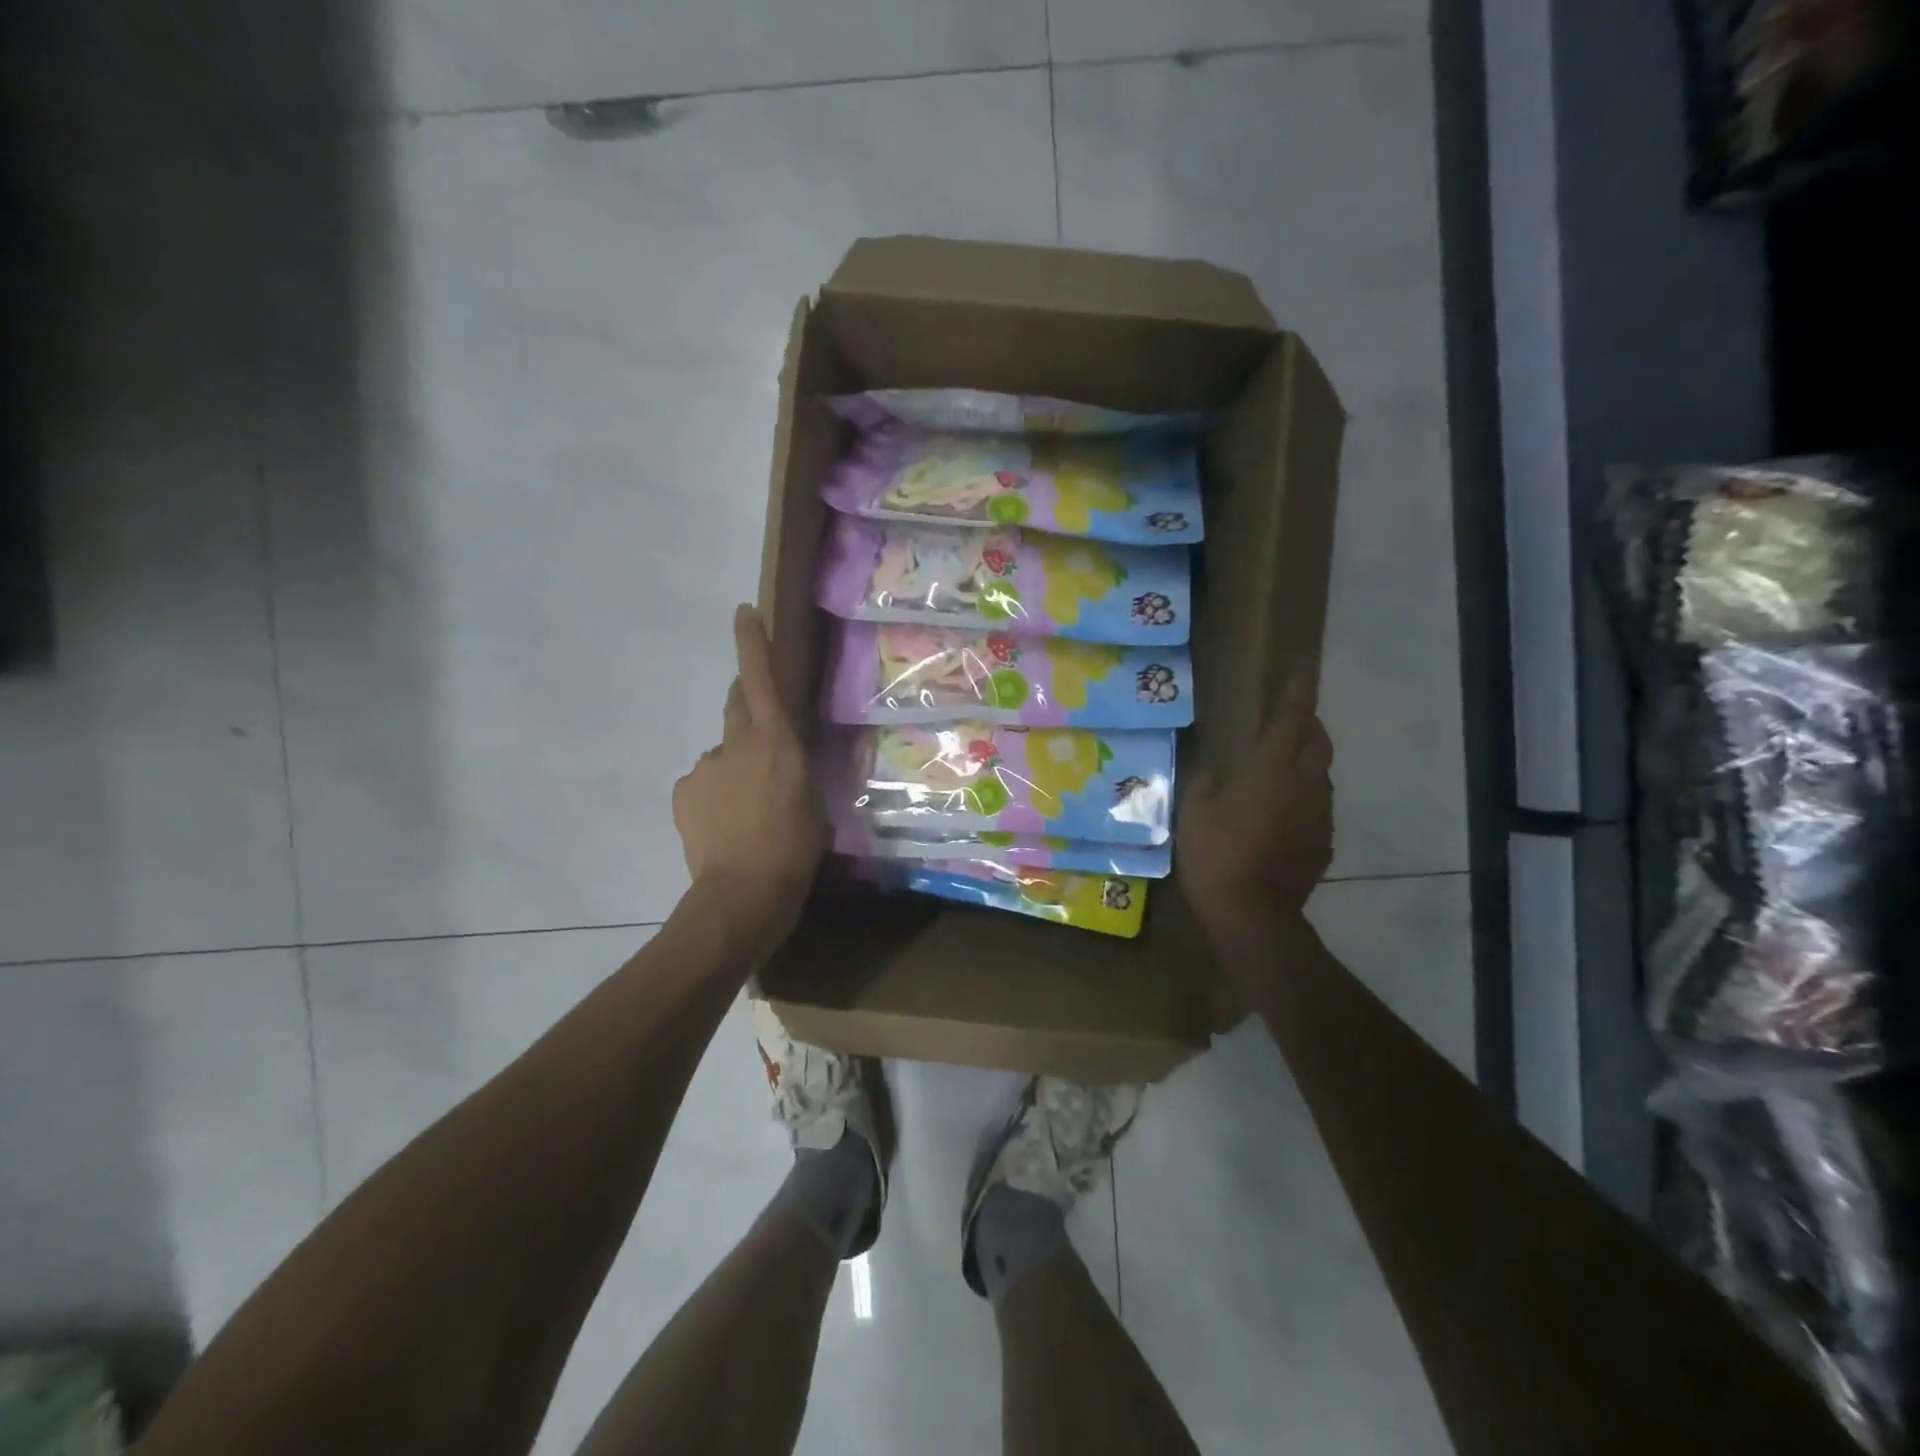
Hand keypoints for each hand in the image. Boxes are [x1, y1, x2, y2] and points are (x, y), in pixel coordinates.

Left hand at [673, 606, 826, 932]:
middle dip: (749, 709)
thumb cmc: (795, 848)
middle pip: (737, 707)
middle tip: (764, 741)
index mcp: (776, 741)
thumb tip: (800, 759)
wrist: (743, 894)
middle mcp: (735, 744)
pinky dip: (714, 794)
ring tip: (747, 810)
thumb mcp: (818, 806)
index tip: (742, 612)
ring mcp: (705, 767)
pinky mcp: (684, 792)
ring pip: (723, 755)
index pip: (761, 679)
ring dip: (735, 768)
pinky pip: (703, 783)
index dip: (751, 642)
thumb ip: (806, 773)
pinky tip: (724, 825)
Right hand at [1179, 672, 1333, 937]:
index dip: (1296, 693)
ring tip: (1281, 769)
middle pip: (1317, 742)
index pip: (1291, 719)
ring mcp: (1319, 814)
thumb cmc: (1216, 854)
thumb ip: (1206, 782)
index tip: (1301, 671)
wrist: (1253, 913)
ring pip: (1319, 775)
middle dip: (1307, 724)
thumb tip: (1216, 772)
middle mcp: (1304, 784)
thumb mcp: (1194, 811)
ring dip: (1305, 763)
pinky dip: (1303, 798)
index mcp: (1270, 768)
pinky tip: (1280, 814)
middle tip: (1289, 720)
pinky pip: (1316, 807)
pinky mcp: (1323, 842)